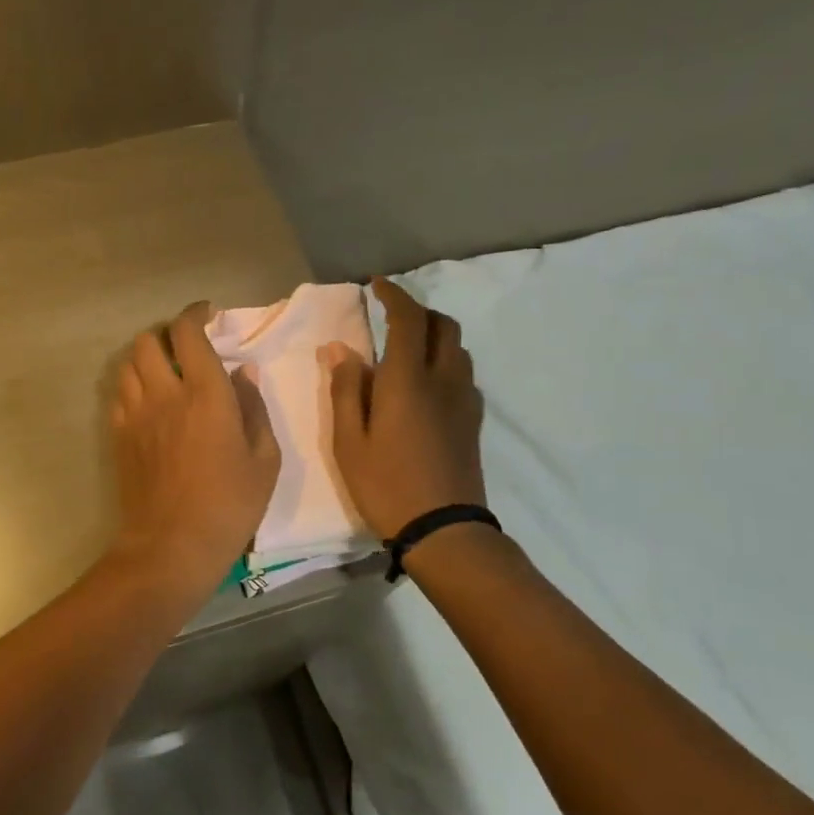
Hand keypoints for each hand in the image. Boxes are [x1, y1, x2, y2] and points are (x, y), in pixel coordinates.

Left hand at [107, 303, 280, 594]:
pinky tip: (150, 402)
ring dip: (147, 357)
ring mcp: (135, 415)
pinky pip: (119, 394)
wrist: (171, 546)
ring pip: (128, 364)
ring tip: (166, 371)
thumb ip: (255, 409)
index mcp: (205, 394)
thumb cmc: (229, 506)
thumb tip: (245, 373)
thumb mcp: (264, 460)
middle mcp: (164, 394)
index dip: (195, 314)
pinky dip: (133, 385)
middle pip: (148, 341)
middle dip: (167, 334)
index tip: (208, 314)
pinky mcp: (119, 437)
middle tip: (187, 346)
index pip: (188, 333)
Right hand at [323, 278, 486, 540]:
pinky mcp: (473, 421)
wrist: (444, 529)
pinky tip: (427, 384)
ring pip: (457, 349)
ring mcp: (464, 400)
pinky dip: (445, 362)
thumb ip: (345, 390)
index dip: (394, 295)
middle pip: (443, 326)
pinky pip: (463, 374)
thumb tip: (340, 349)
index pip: (408, 319)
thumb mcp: (349, 441)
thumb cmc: (386, 485)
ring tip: (407, 348)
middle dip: (418, 311)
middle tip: (391, 316)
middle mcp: (442, 380)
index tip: (376, 286)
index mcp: (408, 380)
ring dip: (434, 335)